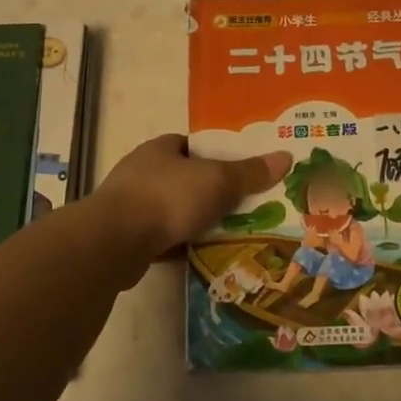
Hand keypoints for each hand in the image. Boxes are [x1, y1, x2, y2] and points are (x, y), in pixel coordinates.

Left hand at [93, 135, 292, 263]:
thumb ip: (249, 172)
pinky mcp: (126, 237)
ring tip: (226, 233)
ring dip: (193, 220)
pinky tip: (200, 254)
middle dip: (208, 192)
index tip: (239, 171)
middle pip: (184, 178)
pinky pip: (162, 237)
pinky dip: (179, 244)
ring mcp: (130, 205)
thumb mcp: (217, 181)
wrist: (115, 242)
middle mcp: (142, 172)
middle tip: (241, 206)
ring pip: (172, 210)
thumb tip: (285, 157)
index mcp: (160, 149)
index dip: (215, 155)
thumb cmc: (168, 197)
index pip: (191, 146)